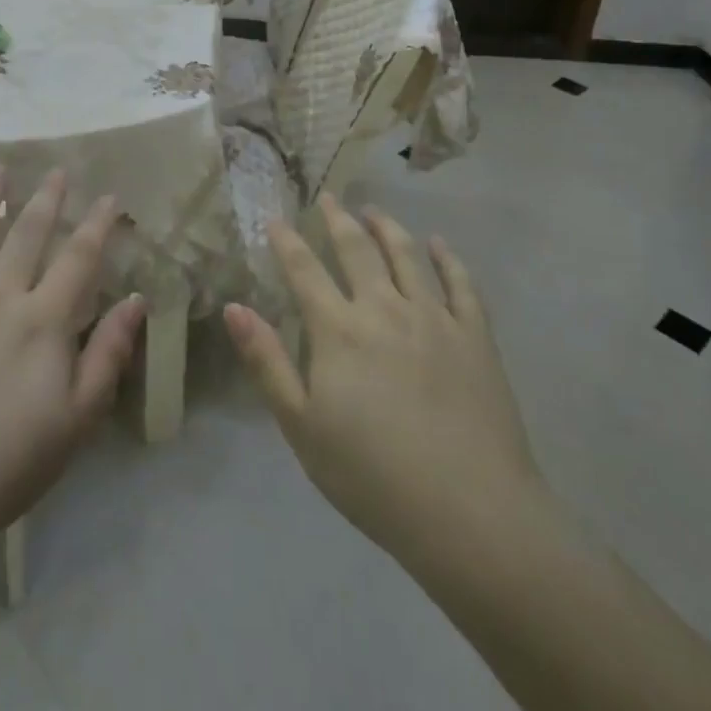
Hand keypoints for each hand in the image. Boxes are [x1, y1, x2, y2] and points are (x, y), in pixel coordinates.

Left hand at [0, 168, 145, 550]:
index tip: (109, 195)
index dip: (97, 224)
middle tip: (57, 170)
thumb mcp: (79, 419)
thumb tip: (136, 299)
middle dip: (47, 200)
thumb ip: (109, 354)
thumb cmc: (9, 464)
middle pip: (27, 236)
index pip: (78, 258)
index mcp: (43, 321)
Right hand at [223, 195, 546, 565]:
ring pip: (407, 256)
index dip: (287, 242)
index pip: (305, 271)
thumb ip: (267, 362)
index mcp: (340, 330)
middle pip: (357, 250)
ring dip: (388, 227)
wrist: (469, 512)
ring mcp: (435, 318)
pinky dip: (448, 259)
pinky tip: (439, 245)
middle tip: (328, 197)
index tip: (275, 219)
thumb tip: (234, 307)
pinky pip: (461, 284)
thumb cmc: (372, 475)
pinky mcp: (475, 336)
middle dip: (338, 220)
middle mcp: (385, 309)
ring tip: (374, 211)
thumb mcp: (301, 426)